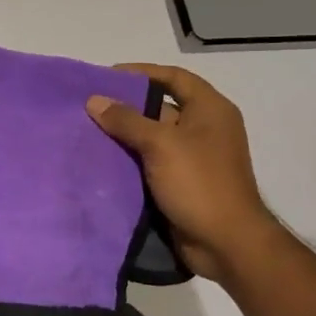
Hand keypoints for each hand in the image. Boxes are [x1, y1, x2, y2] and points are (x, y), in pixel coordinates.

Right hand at [85, 63, 280, 284]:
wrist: (225, 243)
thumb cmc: (199, 183)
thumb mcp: (160, 144)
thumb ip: (126, 120)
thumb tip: (94, 100)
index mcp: (210, 109)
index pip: (174, 77)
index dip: (142, 72)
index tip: (108, 76)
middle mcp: (205, 128)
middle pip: (162, 107)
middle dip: (127, 106)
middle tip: (92, 106)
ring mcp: (195, 157)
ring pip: (154, 137)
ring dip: (126, 135)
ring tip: (90, 131)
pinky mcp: (183, 182)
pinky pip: (152, 163)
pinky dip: (131, 160)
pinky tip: (103, 160)